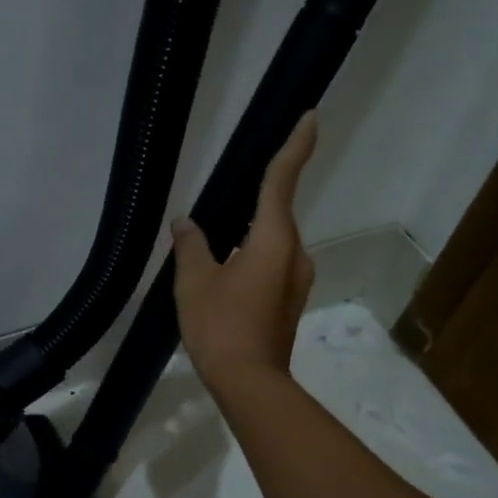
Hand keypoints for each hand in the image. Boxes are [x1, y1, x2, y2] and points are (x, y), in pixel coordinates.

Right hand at [170, 112, 317, 387]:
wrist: (249, 382)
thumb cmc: (220, 325)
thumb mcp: (194, 281)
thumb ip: (191, 245)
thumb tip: (186, 222)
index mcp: (273, 239)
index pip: (283, 180)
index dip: (296, 146)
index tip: (311, 115)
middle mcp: (294, 253)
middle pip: (275, 214)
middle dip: (252, 205)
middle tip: (221, 207)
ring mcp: (296, 279)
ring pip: (271, 243)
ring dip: (248, 238)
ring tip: (213, 251)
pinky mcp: (290, 300)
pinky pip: (271, 265)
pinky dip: (251, 260)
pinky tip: (224, 278)